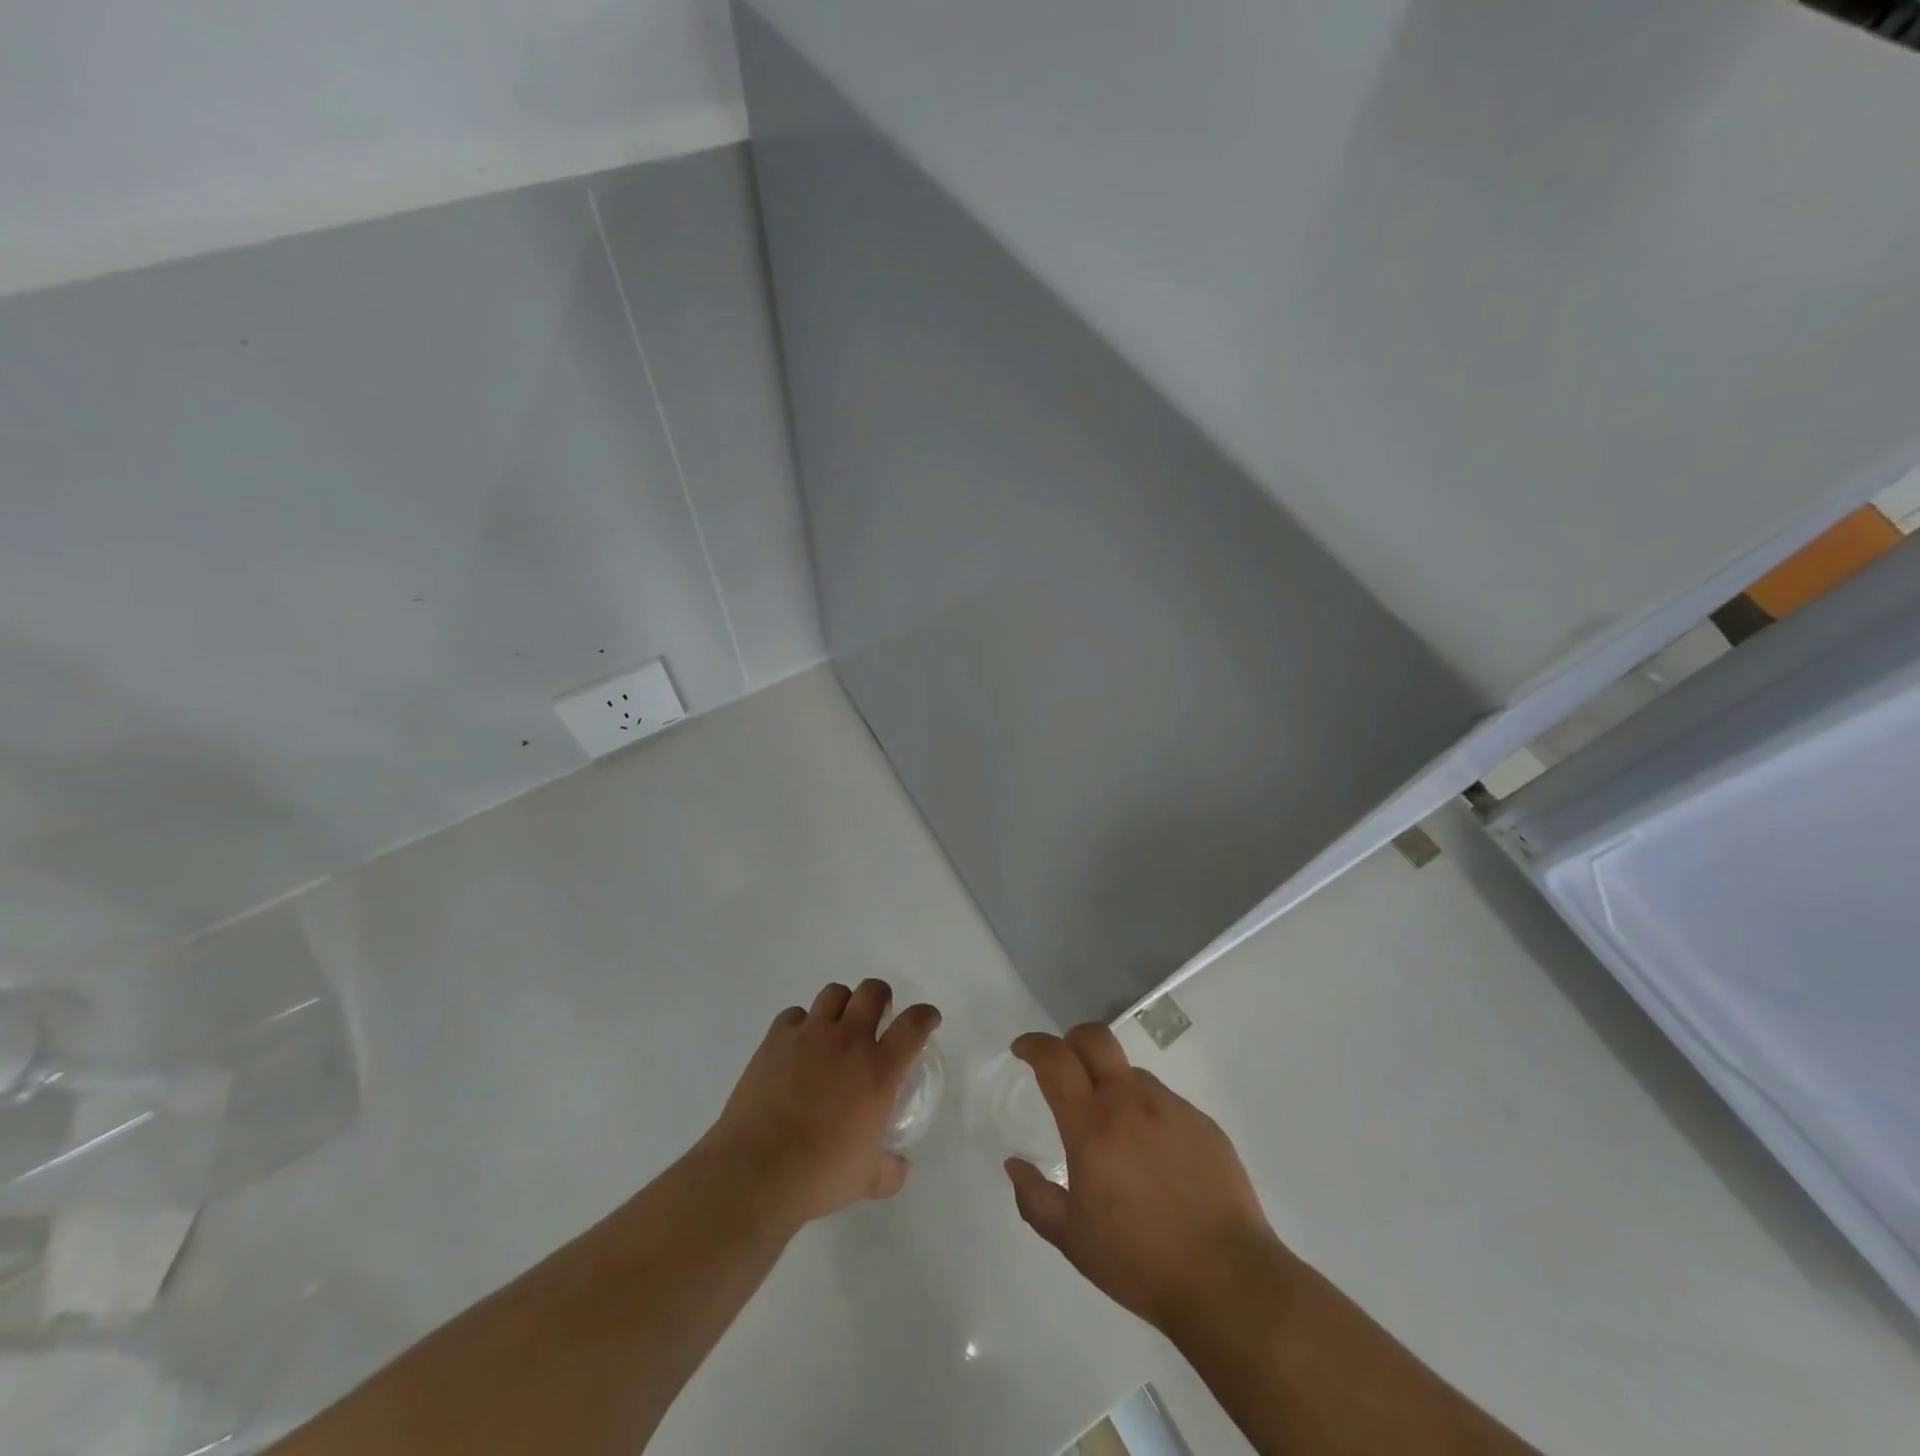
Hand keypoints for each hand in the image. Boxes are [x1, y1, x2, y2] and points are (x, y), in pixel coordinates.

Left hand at [701, 979, 940, 1225]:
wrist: (756, 1171)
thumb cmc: (819, 1175)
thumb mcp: (866, 1180)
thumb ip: (889, 1170)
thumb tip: (900, 1167)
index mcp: (878, 1070)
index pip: (913, 1025)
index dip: (925, 1015)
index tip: (928, 1019)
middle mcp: (848, 1041)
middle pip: (872, 991)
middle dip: (881, 997)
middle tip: (878, 1018)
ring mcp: (809, 1035)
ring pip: (834, 993)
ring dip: (842, 1005)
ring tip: (837, 1027)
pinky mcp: (775, 1039)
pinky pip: (794, 1014)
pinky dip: (802, 1024)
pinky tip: (798, 1046)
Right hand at [1005, 1024, 1287, 1333]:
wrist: (1227, 1280)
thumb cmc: (1139, 1261)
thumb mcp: (1072, 1239)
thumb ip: (1034, 1198)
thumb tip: (1015, 1164)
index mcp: (1092, 1124)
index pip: (1055, 1059)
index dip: (1033, 1045)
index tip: (1022, 1050)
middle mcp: (1130, 1101)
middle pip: (1095, 1038)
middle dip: (1072, 1040)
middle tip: (1063, 1068)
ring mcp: (1171, 1107)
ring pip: (1131, 1074)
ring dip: (1112, 1085)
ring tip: (1116, 1134)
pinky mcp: (1203, 1123)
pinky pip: (1164, 1103)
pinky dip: (1147, 1115)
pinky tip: (1155, 1160)